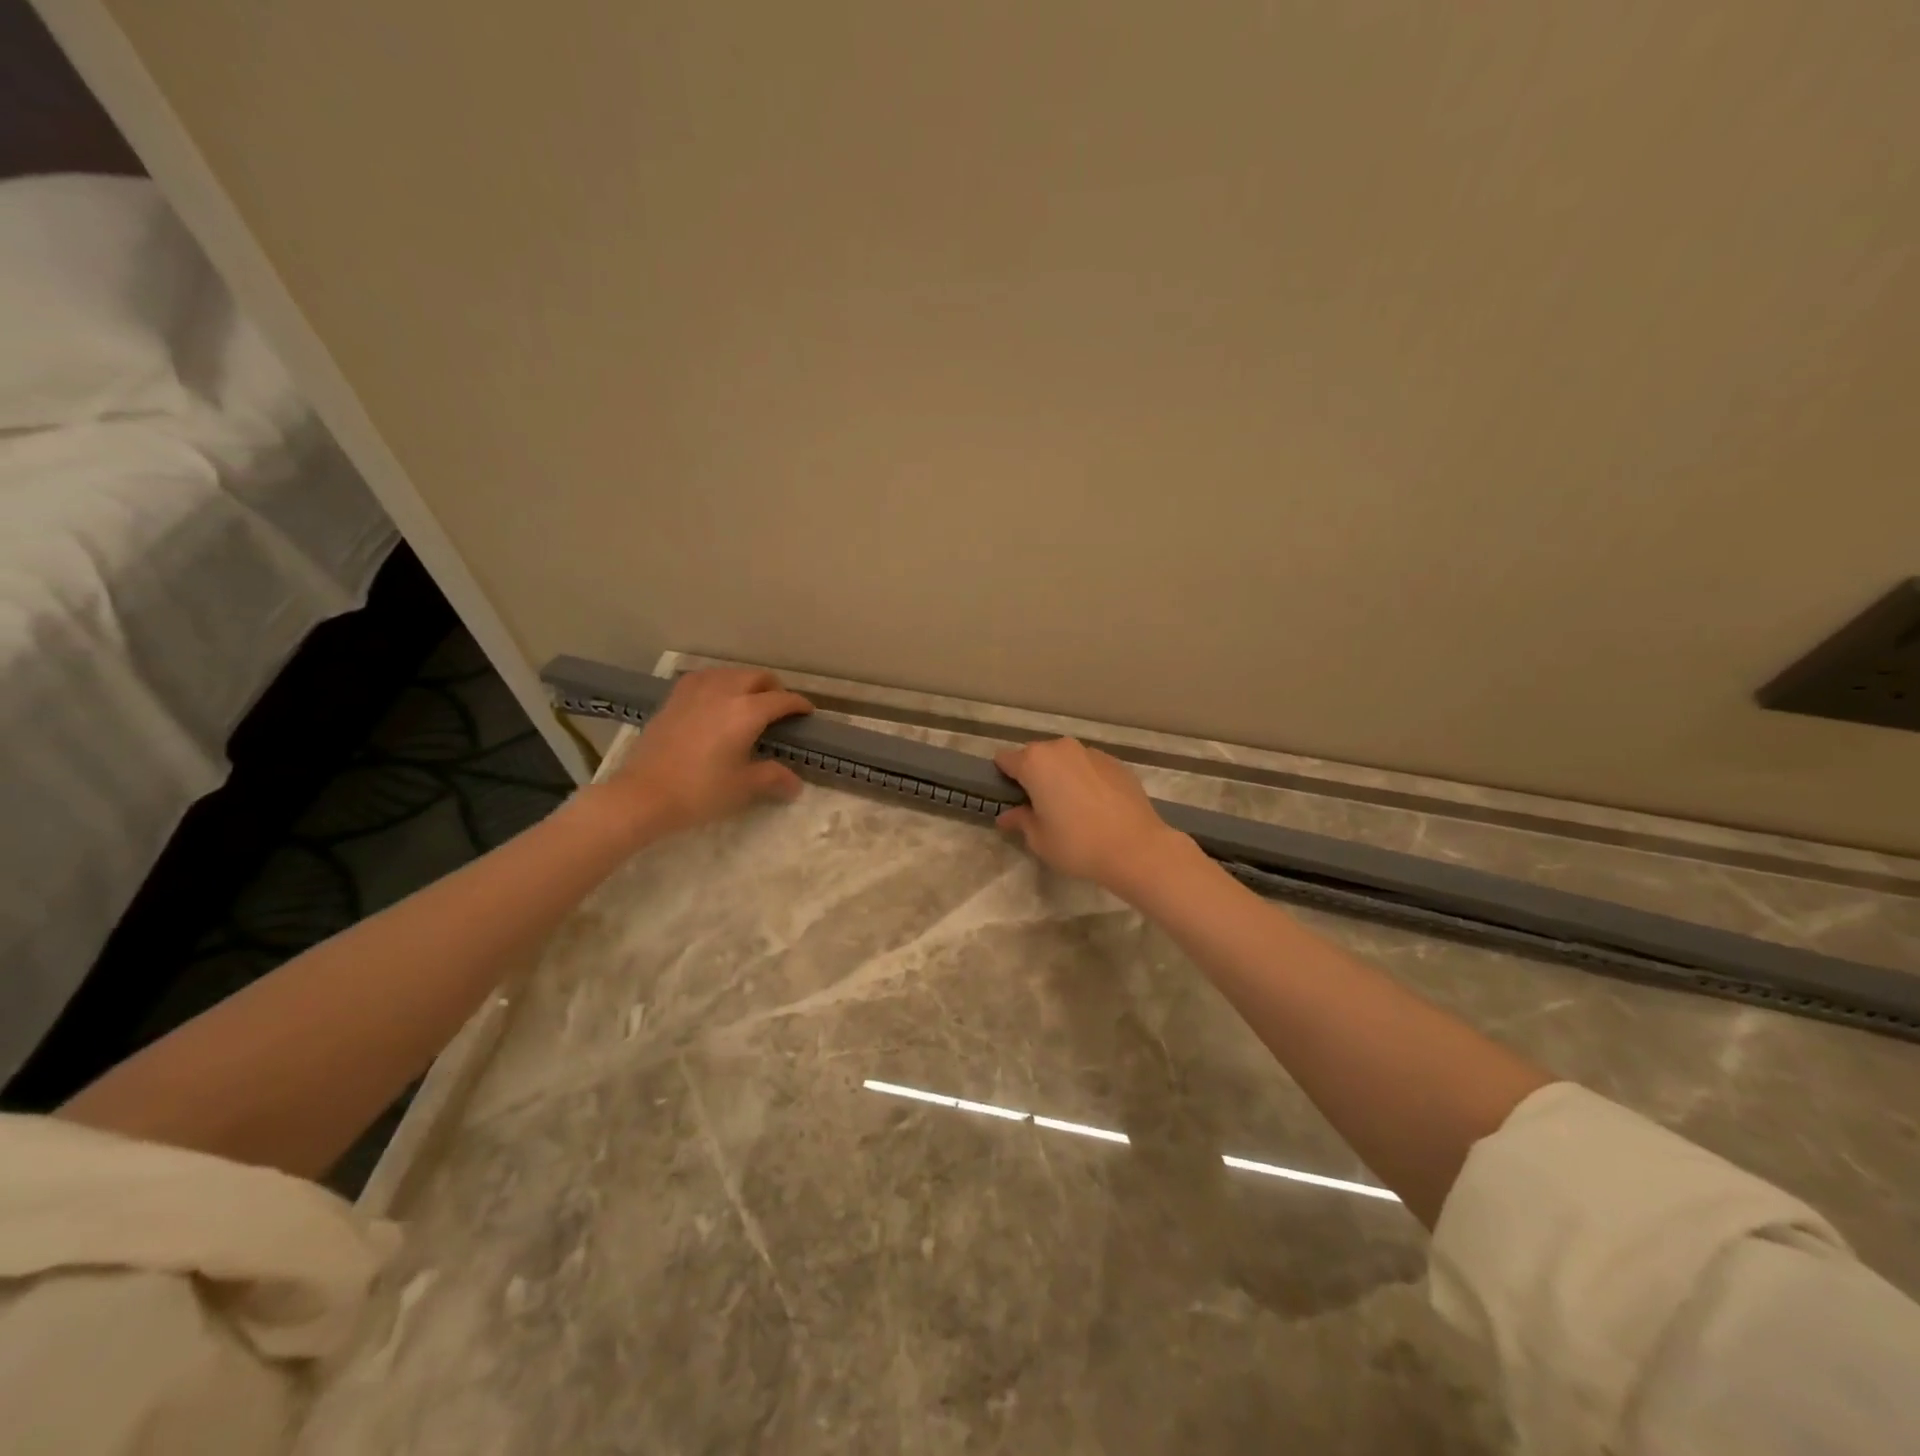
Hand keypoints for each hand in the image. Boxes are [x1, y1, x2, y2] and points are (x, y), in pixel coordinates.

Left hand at [591, 668, 813, 840]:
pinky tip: (715, 699)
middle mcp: (724, 692)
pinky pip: (704, 679)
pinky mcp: (674, 698)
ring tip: (749, 701)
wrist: (643, 794)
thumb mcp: (743, 787)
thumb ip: (773, 778)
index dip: (799, 705)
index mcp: (747, 711)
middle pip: (757, 677)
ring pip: (730, 673)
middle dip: (773, 688)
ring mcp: (695, 691)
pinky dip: (719, 683)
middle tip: (779, 707)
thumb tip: (795, 784)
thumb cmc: (700, 791)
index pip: (782, 699)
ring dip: (746, 682)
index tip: (807, 713)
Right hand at [992, 738, 1192, 899]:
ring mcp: (1091, 752)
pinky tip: (1095, 806)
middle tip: (1038, 806)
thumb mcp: (1039, 839)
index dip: (1002, 777)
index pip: (1004, 759)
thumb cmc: (1078, 844)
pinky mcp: (1115, 763)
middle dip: (1032, 775)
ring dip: (1060, 775)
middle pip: (1035, 756)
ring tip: (1070, 807)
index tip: (1009, 798)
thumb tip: (1007, 816)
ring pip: (1064, 759)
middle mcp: (1061, 748)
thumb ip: (1020, 821)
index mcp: (1035, 762)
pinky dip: (1085, 779)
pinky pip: (1088, 767)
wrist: (1136, 847)